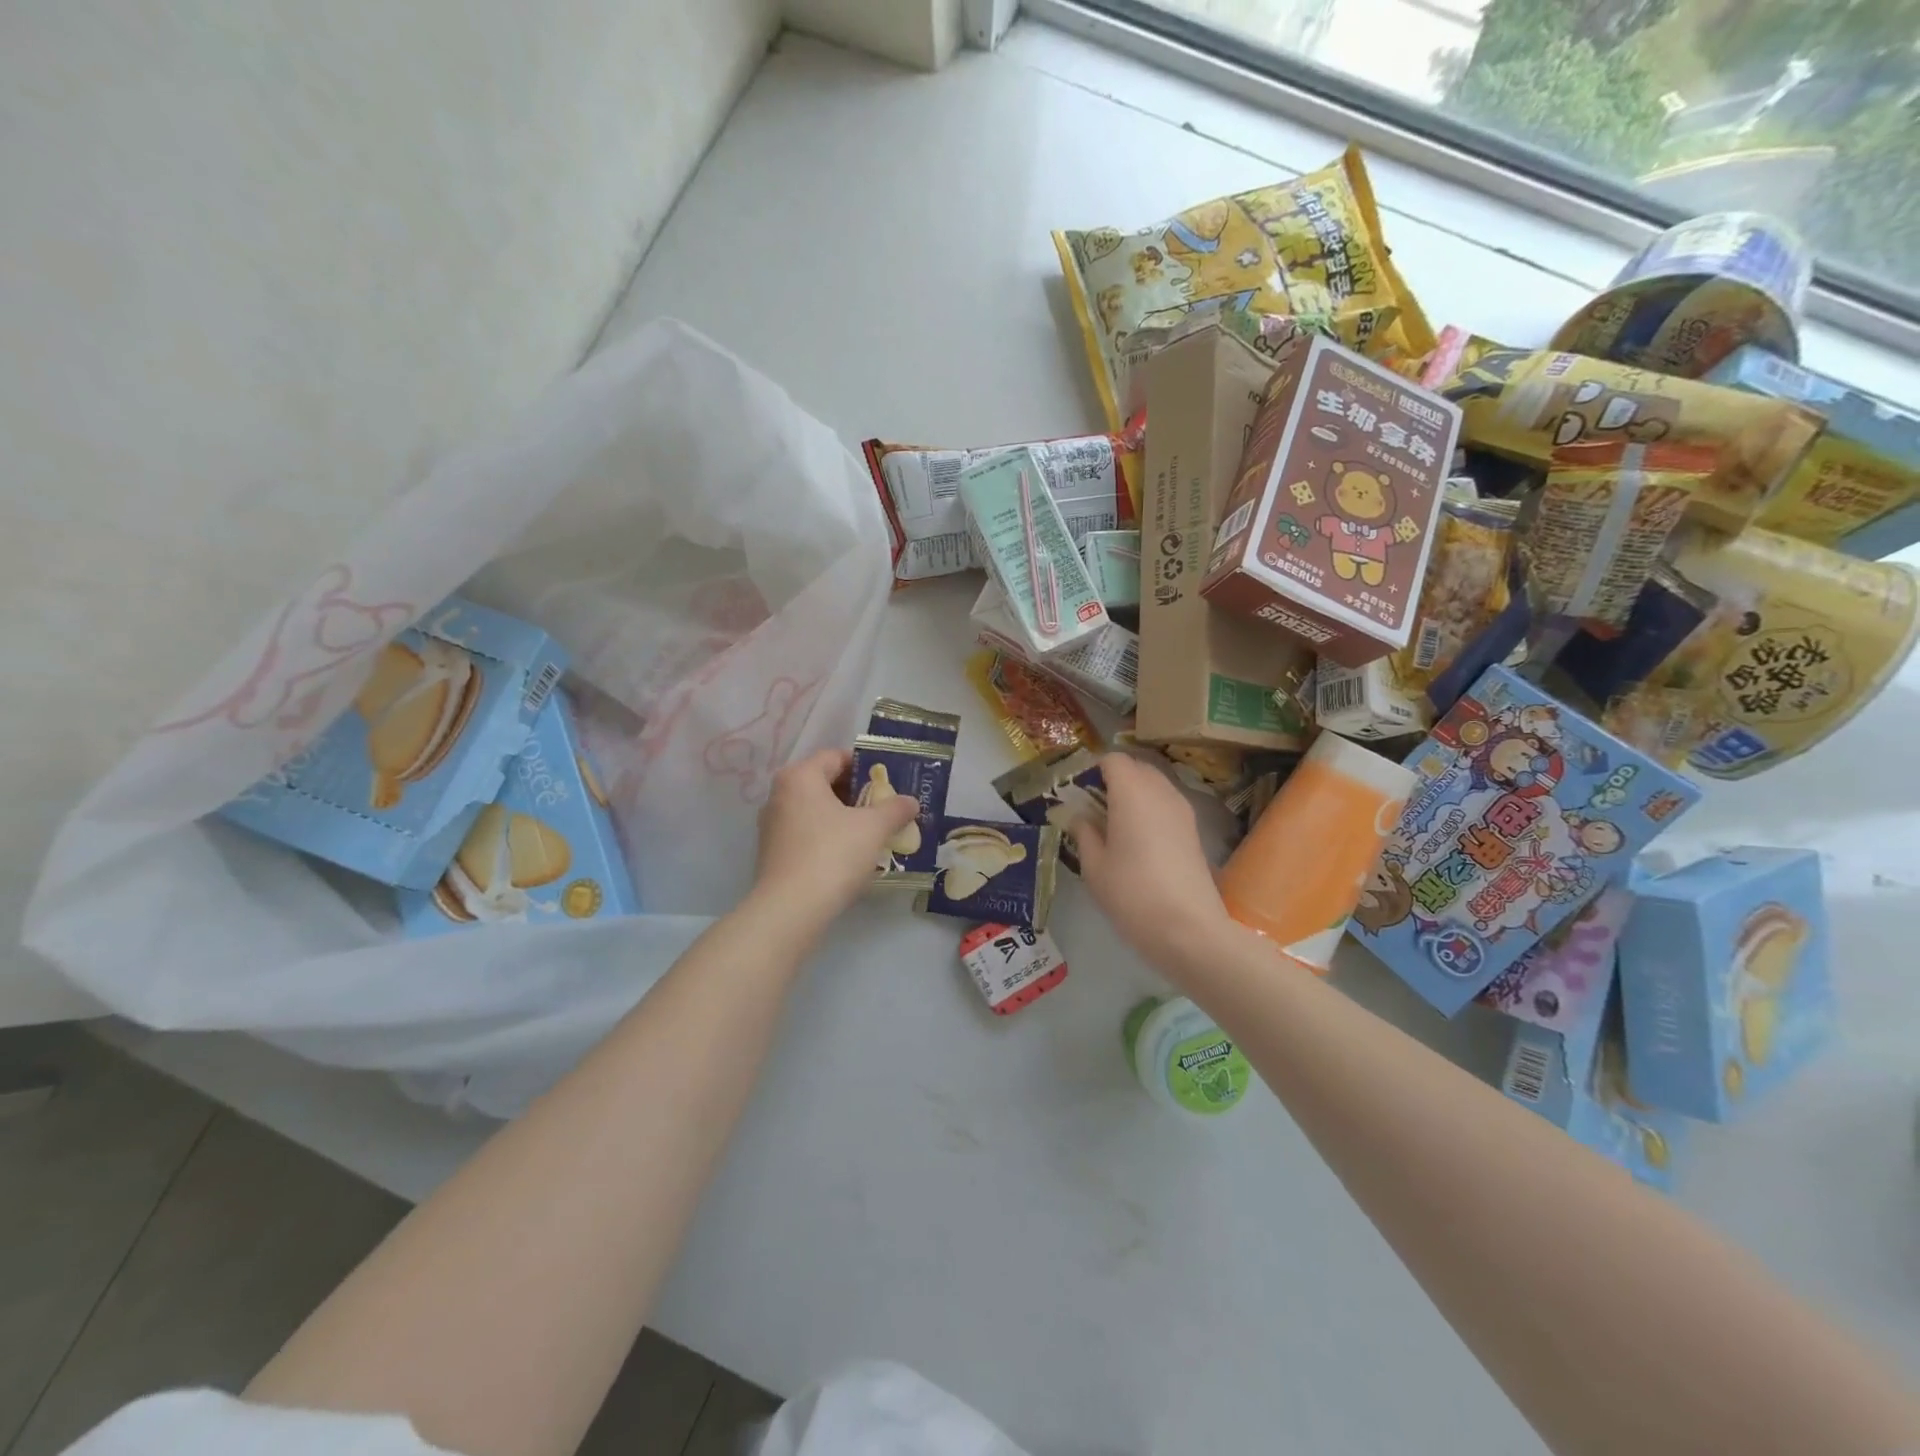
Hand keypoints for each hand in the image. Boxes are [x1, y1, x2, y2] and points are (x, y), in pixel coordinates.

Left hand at [750, 749, 917, 928]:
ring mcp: (772, 825)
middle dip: (857, 794)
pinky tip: (850, 855)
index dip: (866, 766)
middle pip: (825, 783)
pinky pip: (807, 833)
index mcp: (800, 776)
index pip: (836, 757)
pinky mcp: (772, 853)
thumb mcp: (873, 828)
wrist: (791, 909)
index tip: (889, 783)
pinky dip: (829, 836)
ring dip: (844, 817)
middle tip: (886, 807)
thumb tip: (911, 801)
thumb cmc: (833, 854)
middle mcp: (780, 794)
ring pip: (816, 810)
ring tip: (873, 832)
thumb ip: (894, 809)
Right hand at [1066, 752, 1235, 975]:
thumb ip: (1084, 834)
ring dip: (1134, 794)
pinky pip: (1167, 804)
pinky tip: (1137, 840)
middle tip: (1093, 807)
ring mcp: (1182, 810)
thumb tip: (1079, 817)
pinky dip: (1150, 809)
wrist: (1189, 929)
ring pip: (1154, 785)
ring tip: (1114, 824)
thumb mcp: (1094, 867)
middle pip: (1137, 767)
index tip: (1078, 791)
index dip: (1094, 769)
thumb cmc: (1132, 893)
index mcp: (1132, 792)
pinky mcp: (1194, 830)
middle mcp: (1161, 791)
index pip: (1113, 759)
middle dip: (1114, 778)